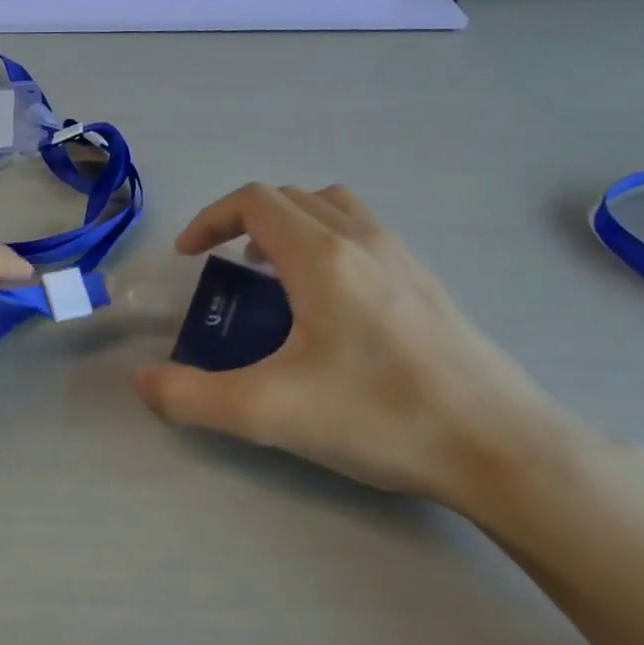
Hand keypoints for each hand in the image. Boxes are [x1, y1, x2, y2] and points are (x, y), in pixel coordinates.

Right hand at [133, 184, 601, 519]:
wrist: (503, 447)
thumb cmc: (381, 417)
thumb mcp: (268, 413)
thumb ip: (190, 396)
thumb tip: (141, 380)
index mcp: (322, 256)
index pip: (254, 201)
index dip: (210, 219)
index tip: (188, 258)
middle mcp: (363, 239)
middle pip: (290, 197)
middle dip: (244, 221)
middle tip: (223, 266)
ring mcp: (402, 257)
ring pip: (333, 207)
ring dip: (289, 225)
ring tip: (272, 275)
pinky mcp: (427, 281)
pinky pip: (363, 232)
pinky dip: (327, 241)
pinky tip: (327, 304)